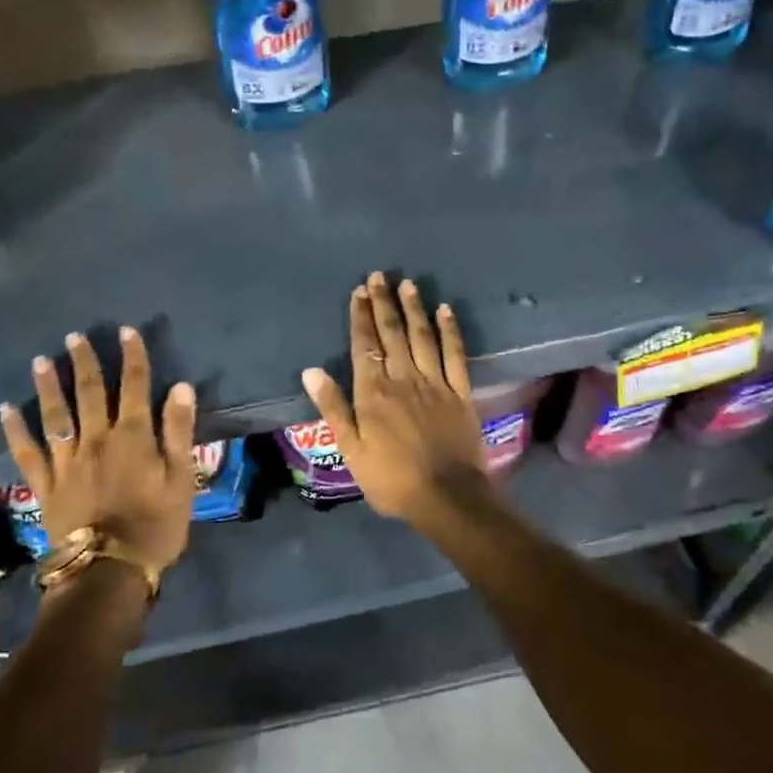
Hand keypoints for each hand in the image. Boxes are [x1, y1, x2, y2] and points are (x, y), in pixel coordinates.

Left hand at [0, 328, 198, 577]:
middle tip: (75, 336)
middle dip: (84, 362)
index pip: (134, 387)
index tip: (127, 332)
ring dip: (48, 386)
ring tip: (41, 360)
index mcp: (133, 437)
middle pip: (90, 393)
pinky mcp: (46, 486)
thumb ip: (179, 432)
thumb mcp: (182, 479)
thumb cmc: (156, 526)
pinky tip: (6, 410)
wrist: (109, 572)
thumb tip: (181, 387)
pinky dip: (15, 430)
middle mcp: (96, 440)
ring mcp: (67, 462)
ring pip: (55, 416)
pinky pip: (27, 453)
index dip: (133, 358)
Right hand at [302, 273, 486, 524]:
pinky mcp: (460, 392)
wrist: (446, 496)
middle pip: (392, 334)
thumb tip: (312, 371)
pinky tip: (446, 310)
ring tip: (408, 284)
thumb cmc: (391, 479)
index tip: (359, 291)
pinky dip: (450, 331)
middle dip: (384, 303)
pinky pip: (455, 354)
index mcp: (373, 393)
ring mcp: (435, 383)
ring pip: (422, 337)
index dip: (361, 317)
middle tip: (380, 276)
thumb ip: (333, 408)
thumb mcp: (351, 450)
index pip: (364, 345)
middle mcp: (403, 379)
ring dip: (414, 309)